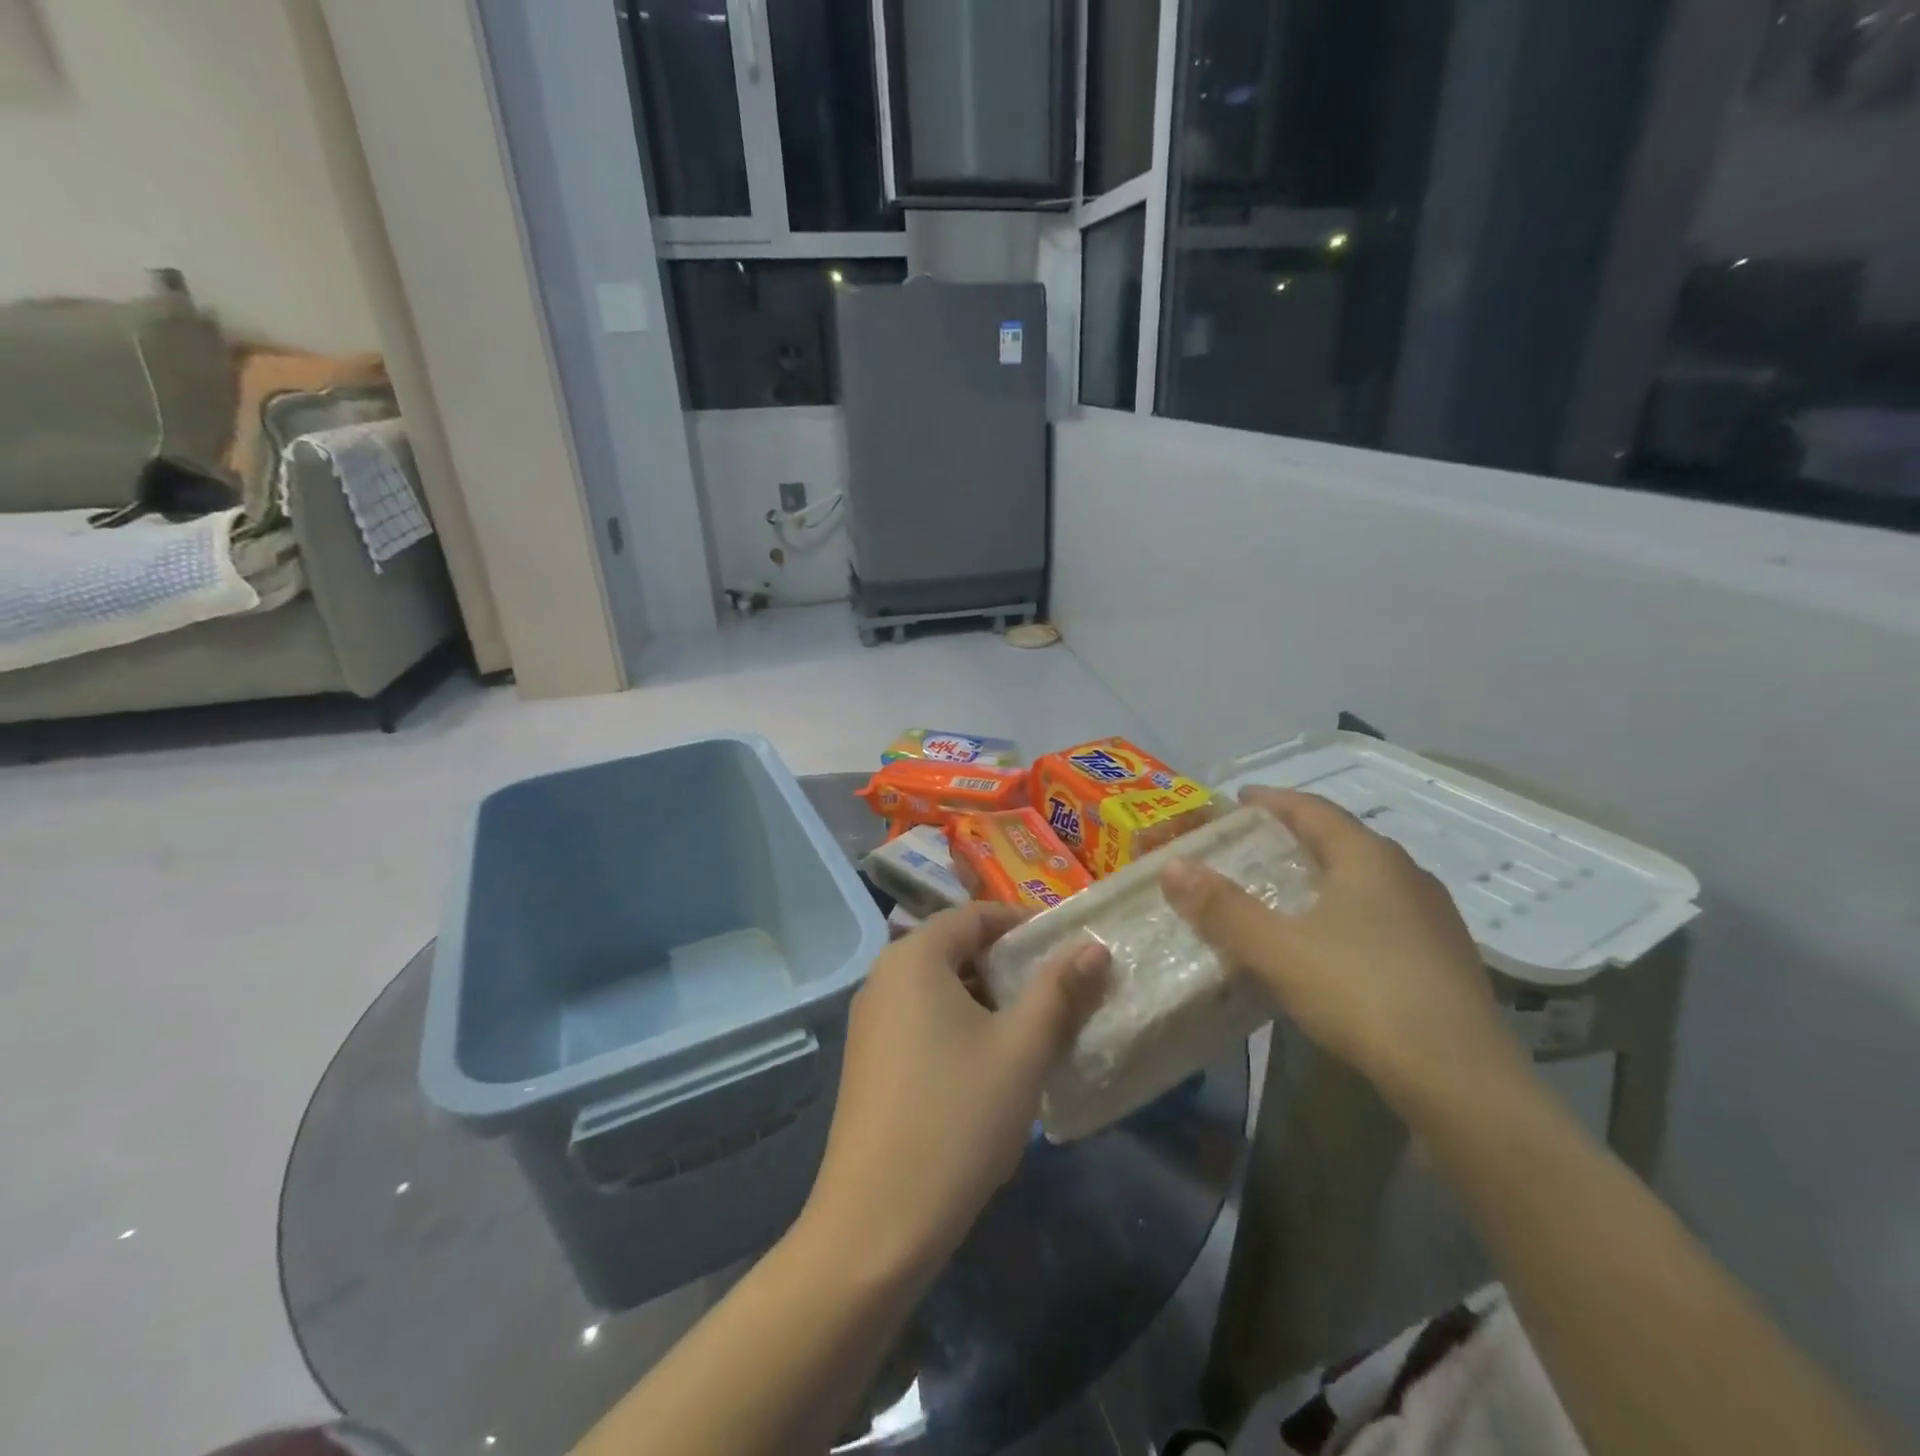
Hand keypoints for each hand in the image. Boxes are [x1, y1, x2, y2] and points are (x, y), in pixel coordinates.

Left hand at [800, 903, 1108, 1278]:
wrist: (876, 1223)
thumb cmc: (957, 1118)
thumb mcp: (1021, 1049)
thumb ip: (1060, 990)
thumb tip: (1094, 946)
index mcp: (914, 957)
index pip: (976, 915)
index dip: (1024, 926)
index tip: (1068, 952)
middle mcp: (884, 977)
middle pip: (957, 950)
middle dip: (1010, 969)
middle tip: (1059, 998)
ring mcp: (870, 1022)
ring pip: (942, 990)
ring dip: (989, 1003)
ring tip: (1033, 1037)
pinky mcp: (868, 1061)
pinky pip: (922, 1022)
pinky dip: (961, 1029)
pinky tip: (989, 1072)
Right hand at [1160, 787, 1525, 1115]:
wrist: (1461, 1078)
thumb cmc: (1360, 993)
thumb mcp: (1276, 949)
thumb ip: (1222, 907)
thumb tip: (1172, 866)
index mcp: (1368, 857)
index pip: (1313, 809)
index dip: (1272, 801)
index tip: (1239, 799)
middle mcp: (1406, 874)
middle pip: (1343, 838)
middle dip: (1297, 835)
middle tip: (1255, 844)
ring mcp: (1433, 916)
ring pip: (1367, 877)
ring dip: (1325, 873)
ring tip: (1289, 889)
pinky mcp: (1446, 956)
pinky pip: (1384, 912)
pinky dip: (1348, 908)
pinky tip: (1333, 940)